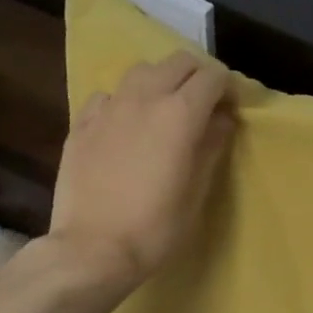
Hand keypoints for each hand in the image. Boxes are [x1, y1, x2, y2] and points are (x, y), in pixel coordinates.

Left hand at [46, 52, 235, 290]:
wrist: (92, 250)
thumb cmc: (156, 228)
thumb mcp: (197, 191)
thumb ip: (211, 146)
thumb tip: (221, 120)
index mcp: (180, 114)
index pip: (213, 77)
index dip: (228, 88)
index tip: (231, 110)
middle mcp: (144, 98)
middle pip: (178, 62)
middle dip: (197, 76)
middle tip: (204, 105)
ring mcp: (108, 108)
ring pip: (141, 71)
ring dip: (161, 81)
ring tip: (164, 110)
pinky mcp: (81, 123)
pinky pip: (109, 95)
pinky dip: (125, 101)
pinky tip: (125, 127)